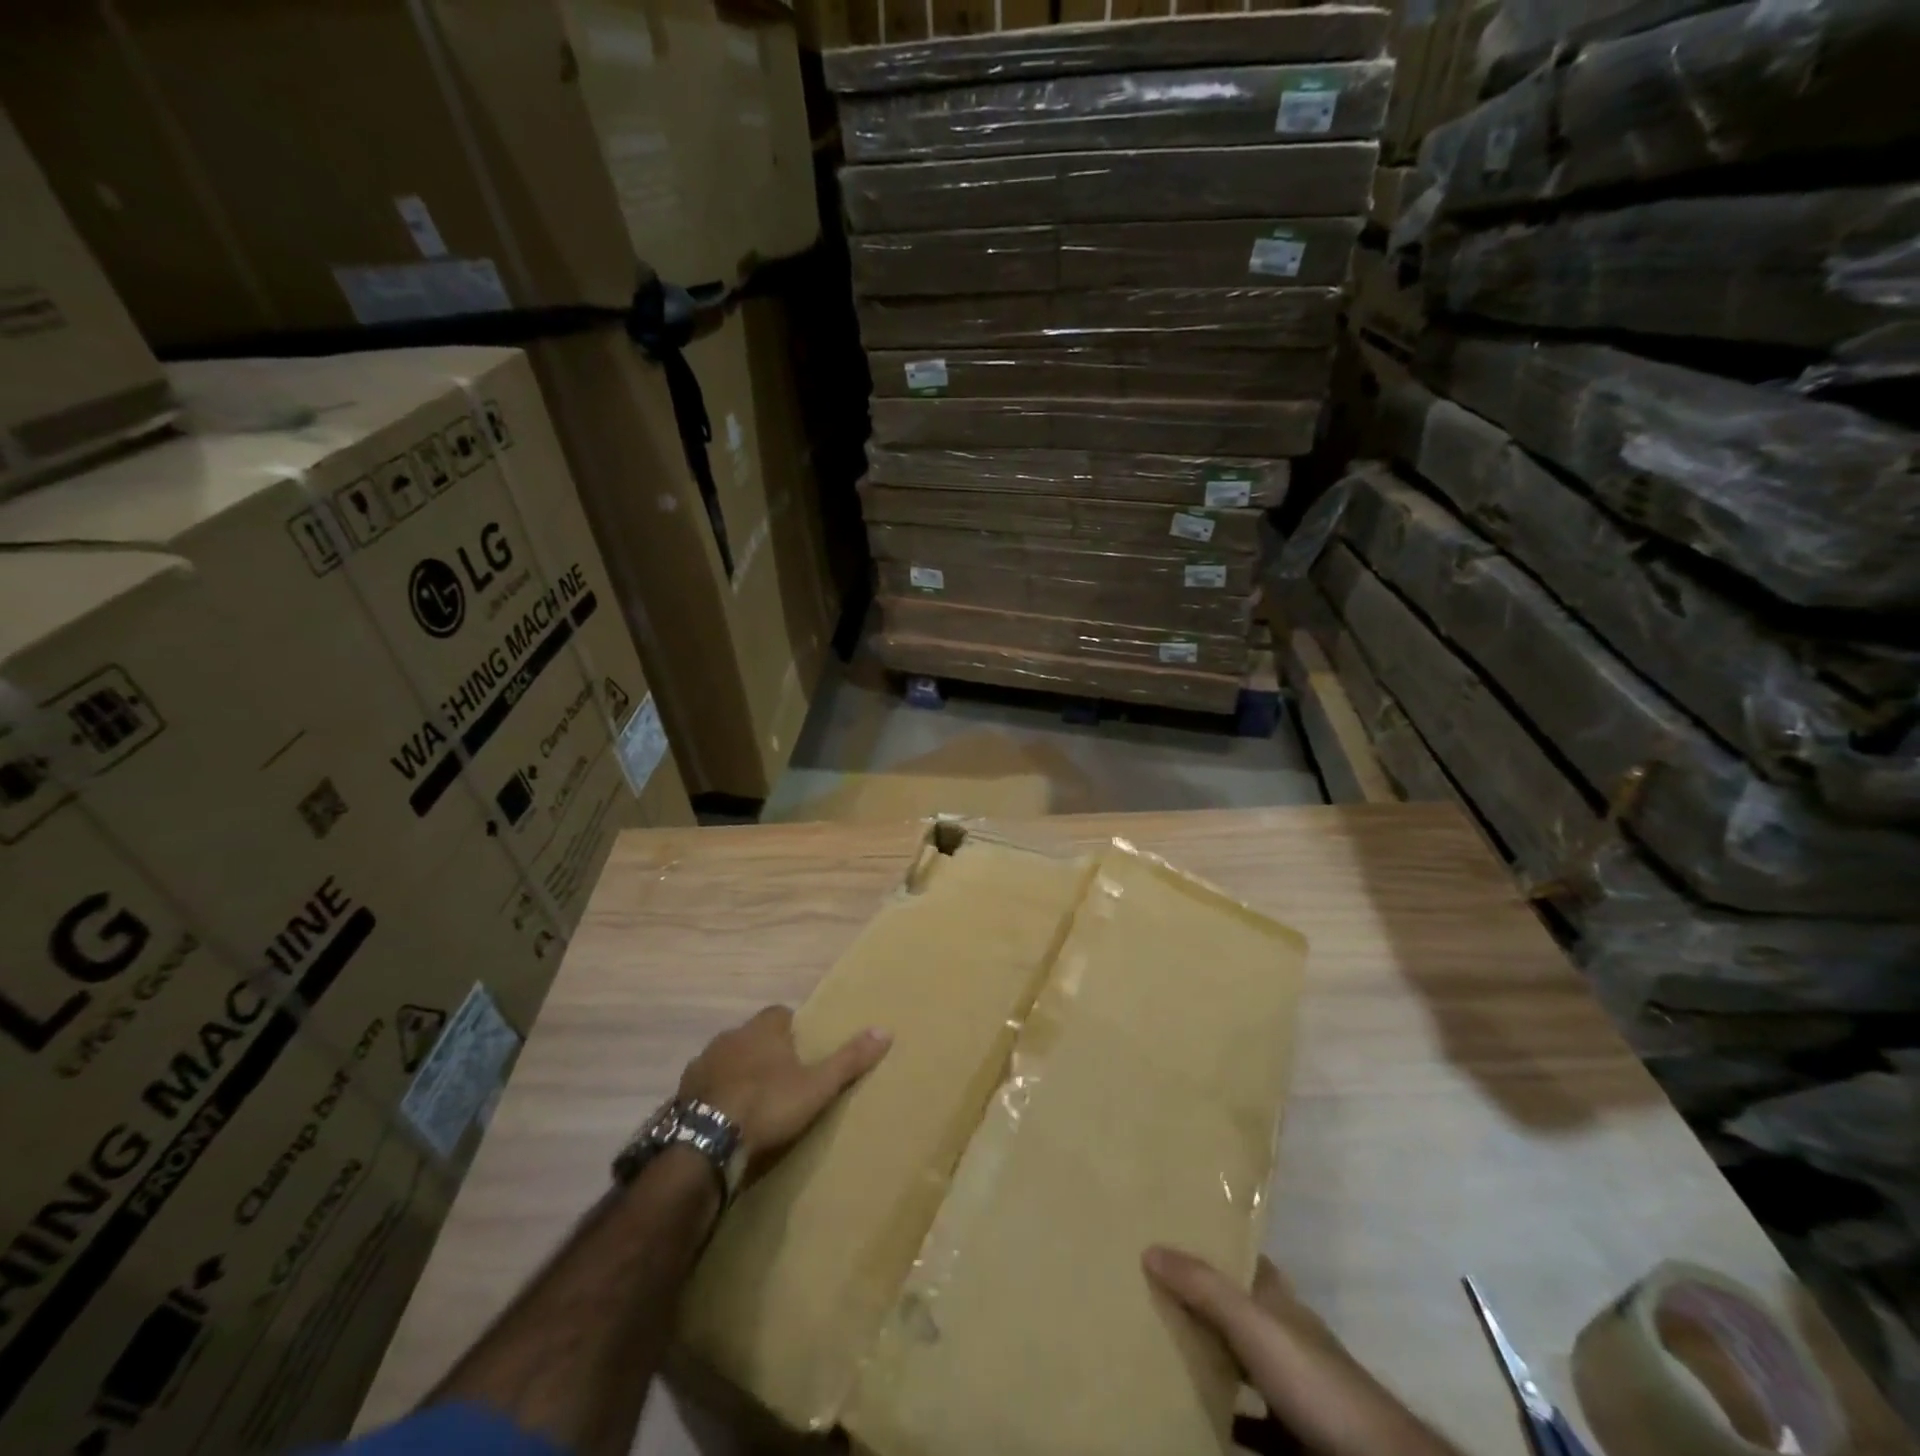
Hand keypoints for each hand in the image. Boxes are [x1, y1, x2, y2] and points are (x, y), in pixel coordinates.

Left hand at [679, 1007, 889, 1178]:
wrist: (706, 1141)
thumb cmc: (768, 1105)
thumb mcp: (817, 1086)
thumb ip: (849, 1059)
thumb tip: (886, 1030)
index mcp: (763, 1028)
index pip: (781, 1014)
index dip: (792, 1029)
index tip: (802, 1051)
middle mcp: (731, 1036)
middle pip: (752, 1035)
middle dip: (764, 1051)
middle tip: (781, 1078)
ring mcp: (702, 1062)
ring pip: (726, 1059)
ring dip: (737, 1072)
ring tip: (752, 1101)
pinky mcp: (683, 1091)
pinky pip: (705, 1085)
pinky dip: (715, 1094)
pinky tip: (724, 1117)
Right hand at [1143, 1248, 1461, 1455]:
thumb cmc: (1315, 1382)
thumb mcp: (1254, 1326)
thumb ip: (1205, 1288)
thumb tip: (1150, 1246)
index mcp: (1280, 1304)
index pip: (1244, 1261)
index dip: (1212, 1248)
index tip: (1169, 1239)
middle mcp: (1288, 1340)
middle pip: (1239, 1314)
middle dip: (1202, 1307)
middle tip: (1152, 1298)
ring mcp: (1295, 1392)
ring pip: (1245, 1369)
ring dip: (1212, 1365)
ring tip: (1164, 1357)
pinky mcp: (1297, 1439)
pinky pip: (1253, 1425)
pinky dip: (1228, 1422)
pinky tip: (1199, 1424)